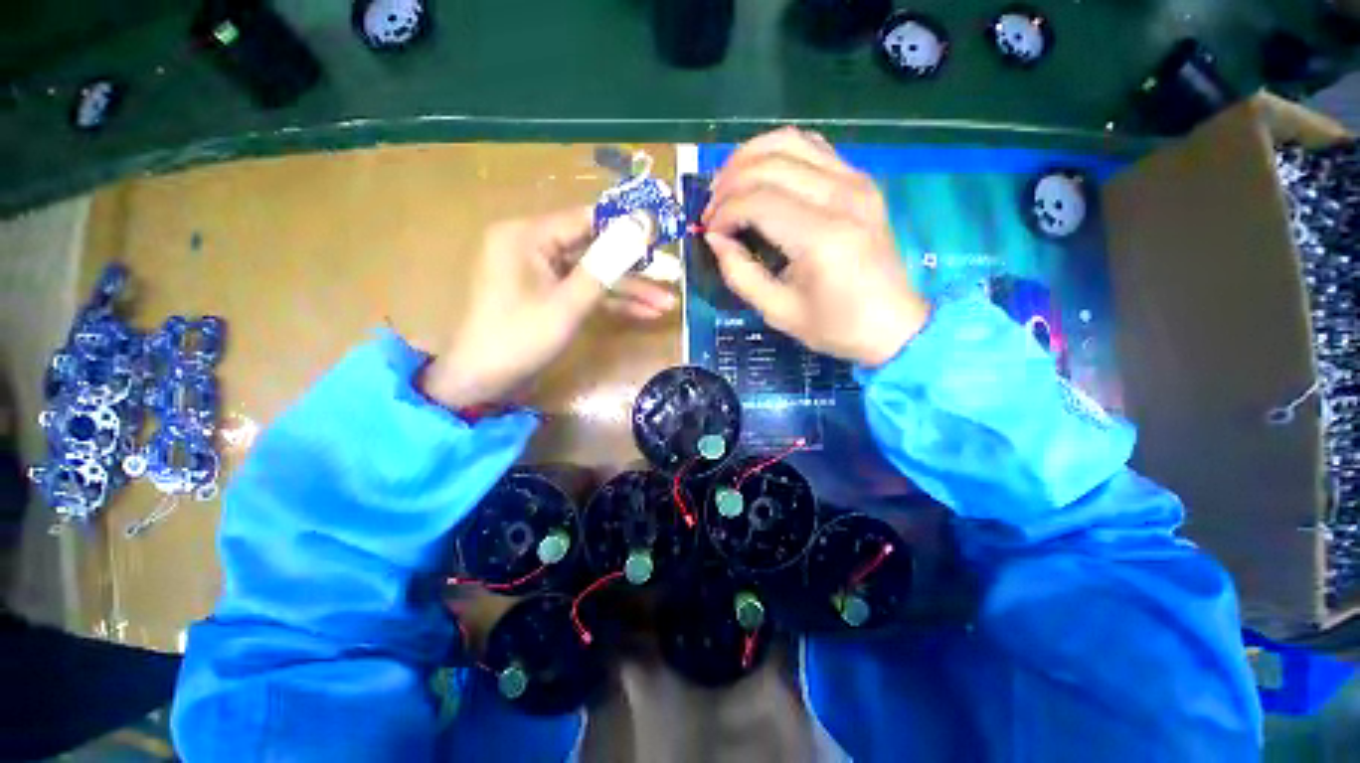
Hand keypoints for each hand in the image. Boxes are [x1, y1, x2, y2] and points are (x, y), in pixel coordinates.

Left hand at [420, 207, 675, 408]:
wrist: (484, 382)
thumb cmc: (520, 339)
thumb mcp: (567, 304)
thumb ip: (604, 266)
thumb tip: (639, 228)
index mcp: (527, 235)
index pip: (586, 219)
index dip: (626, 226)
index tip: (663, 232)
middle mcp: (534, 246)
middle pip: (595, 249)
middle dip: (635, 269)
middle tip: (673, 275)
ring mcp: (543, 273)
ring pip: (595, 274)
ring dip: (629, 291)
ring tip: (668, 304)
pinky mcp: (550, 295)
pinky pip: (586, 291)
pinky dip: (612, 303)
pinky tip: (645, 313)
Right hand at [703, 128, 928, 366]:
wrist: (893, 324)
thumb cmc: (835, 326)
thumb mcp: (778, 311)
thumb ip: (740, 274)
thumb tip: (715, 239)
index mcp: (821, 237)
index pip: (757, 201)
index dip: (723, 213)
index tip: (710, 234)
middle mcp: (841, 196)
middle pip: (769, 164)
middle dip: (728, 184)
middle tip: (711, 212)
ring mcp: (855, 181)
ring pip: (789, 141)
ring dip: (748, 158)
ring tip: (727, 186)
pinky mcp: (860, 180)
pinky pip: (812, 146)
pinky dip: (778, 152)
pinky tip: (761, 175)